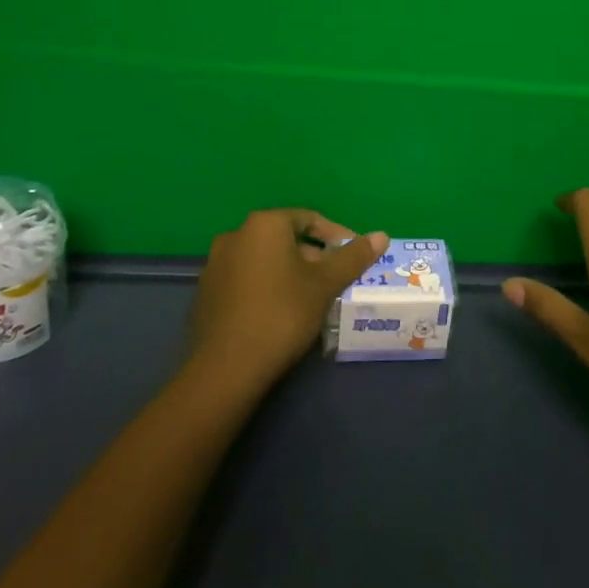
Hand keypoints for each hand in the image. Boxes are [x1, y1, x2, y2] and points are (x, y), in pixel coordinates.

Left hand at [191, 210, 387, 389]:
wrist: (227, 368)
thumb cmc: (282, 314)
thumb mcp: (325, 284)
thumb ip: (353, 257)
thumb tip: (382, 235)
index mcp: (264, 224)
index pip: (309, 219)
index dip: (336, 236)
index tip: (353, 258)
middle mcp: (235, 235)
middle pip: (286, 239)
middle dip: (313, 257)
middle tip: (334, 282)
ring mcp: (216, 264)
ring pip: (265, 260)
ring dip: (290, 273)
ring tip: (312, 300)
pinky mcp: (206, 292)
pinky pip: (246, 279)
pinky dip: (267, 287)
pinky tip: (280, 314)